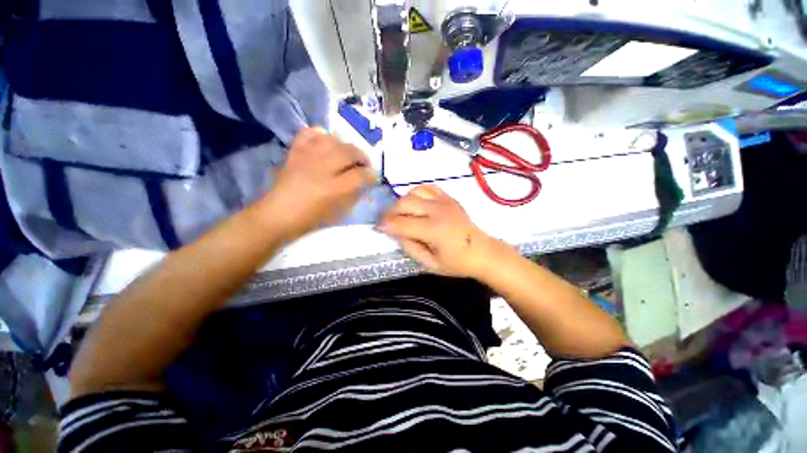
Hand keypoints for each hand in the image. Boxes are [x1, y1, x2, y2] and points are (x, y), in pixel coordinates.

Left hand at [261, 127, 376, 239]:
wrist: (278, 214)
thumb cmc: (312, 218)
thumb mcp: (339, 212)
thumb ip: (354, 194)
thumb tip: (364, 182)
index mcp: (335, 189)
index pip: (361, 175)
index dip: (371, 175)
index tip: (373, 177)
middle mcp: (323, 168)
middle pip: (350, 151)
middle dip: (363, 156)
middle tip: (364, 164)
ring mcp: (307, 157)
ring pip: (333, 139)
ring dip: (345, 146)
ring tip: (347, 154)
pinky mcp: (295, 152)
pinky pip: (309, 133)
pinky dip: (320, 135)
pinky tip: (325, 143)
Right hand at [379, 184, 507, 277]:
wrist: (482, 252)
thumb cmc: (456, 263)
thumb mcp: (429, 263)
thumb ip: (409, 247)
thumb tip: (394, 232)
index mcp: (433, 230)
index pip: (400, 223)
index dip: (384, 224)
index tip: (377, 227)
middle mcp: (437, 211)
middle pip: (404, 203)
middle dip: (390, 212)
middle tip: (388, 222)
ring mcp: (444, 201)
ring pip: (413, 192)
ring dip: (403, 202)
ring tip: (403, 213)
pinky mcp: (449, 197)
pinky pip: (427, 187)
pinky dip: (417, 193)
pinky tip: (417, 204)